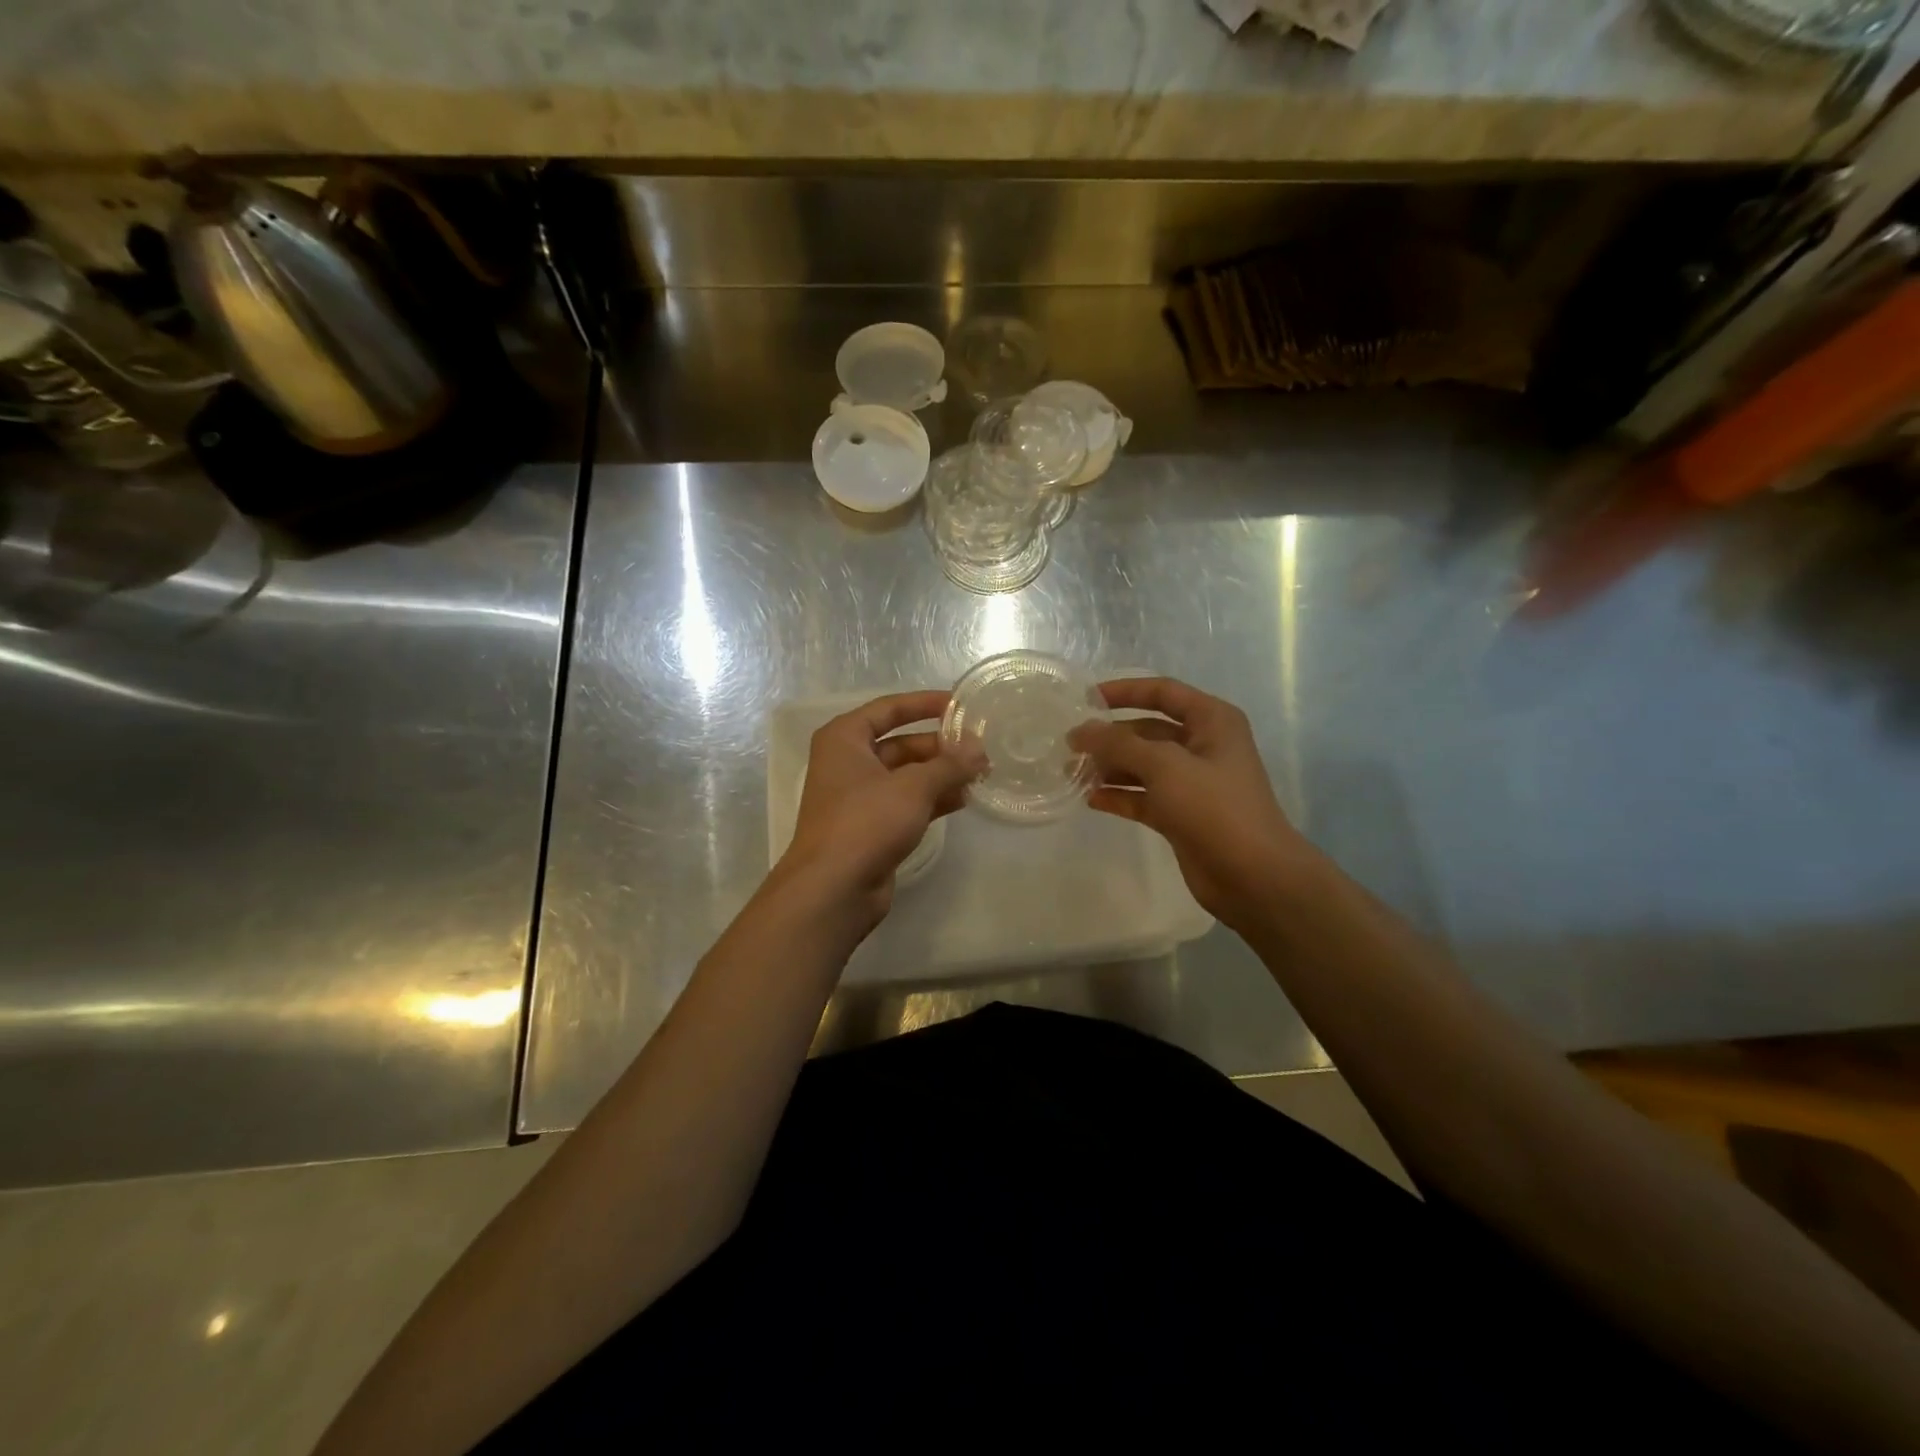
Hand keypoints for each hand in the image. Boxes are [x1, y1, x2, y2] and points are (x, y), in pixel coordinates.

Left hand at [774, 690, 983, 929]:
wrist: (833, 889)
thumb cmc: (866, 822)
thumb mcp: (913, 786)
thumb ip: (949, 764)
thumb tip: (978, 748)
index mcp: (845, 739)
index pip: (889, 709)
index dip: (925, 704)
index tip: (960, 704)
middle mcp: (848, 762)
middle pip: (900, 743)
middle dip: (940, 747)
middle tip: (980, 748)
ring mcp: (858, 797)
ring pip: (906, 776)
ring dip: (941, 774)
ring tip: (980, 773)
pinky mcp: (871, 827)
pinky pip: (906, 802)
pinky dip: (932, 799)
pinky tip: (964, 799)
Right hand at [1070, 678, 1314, 928]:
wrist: (1253, 876)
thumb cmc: (1214, 808)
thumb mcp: (1164, 766)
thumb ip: (1118, 745)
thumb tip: (1081, 730)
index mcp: (1211, 721)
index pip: (1162, 692)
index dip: (1124, 691)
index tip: (1085, 699)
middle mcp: (1202, 746)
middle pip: (1147, 731)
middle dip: (1110, 737)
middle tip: (1069, 746)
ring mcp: (1192, 783)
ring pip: (1142, 766)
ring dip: (1110, 768)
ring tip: (1073, 773)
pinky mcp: (1181, 815)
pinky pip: (1143, 797)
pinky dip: (1119, 796)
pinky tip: (1090, 798)